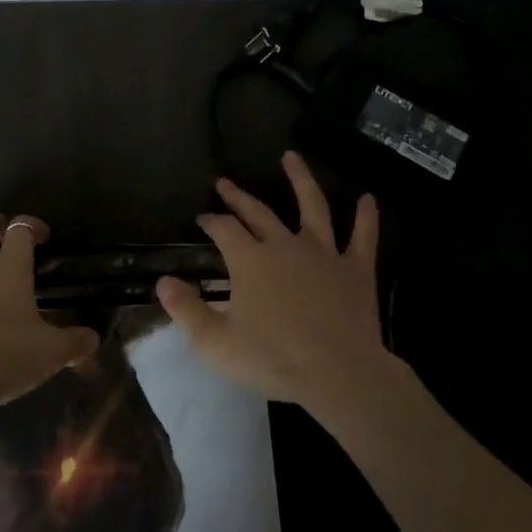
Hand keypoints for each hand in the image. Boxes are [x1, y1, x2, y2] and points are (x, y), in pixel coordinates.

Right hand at [156, 151, 391, 414]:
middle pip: (258, 212)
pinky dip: (367, 217)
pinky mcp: (356, 269)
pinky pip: (363, 236)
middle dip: (238, 196)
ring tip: (291, 157)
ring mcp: (324, 253)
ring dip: (301, 179)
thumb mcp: (216, 342)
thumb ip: (186, 309)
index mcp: (250, 260)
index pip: (224, 229)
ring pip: (312, 206)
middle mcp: (284, 245)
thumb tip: (162, 281)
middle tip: (225, 183)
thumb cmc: (274, 359)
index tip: (203, 219)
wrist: (339, 374)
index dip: (211, 221)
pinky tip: (368, 198)